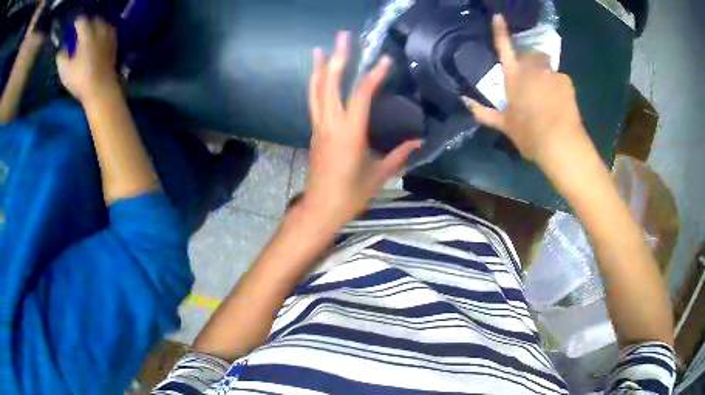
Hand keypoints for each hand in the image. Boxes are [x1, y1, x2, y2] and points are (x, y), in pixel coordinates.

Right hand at [57, 17, 119, 101]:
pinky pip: (110, 32)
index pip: (83, 21)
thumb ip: (61, 58)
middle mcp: (99, 32)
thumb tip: (61, 51)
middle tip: (83, 27)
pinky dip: (105, 31)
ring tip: (92, 31)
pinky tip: (100, 38)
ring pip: (104, 23)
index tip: (75, 23)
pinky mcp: (114, 45)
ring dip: (98, 25)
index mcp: (87, 36)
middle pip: (96, 19)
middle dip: (89, 21)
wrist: (101, 88)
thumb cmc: (80, 79)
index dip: (78, 21)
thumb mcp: (65, 71)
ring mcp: (108, 38)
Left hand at [302, 32, 421, 225]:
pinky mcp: (314, 132)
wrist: (320, 209)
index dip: (373, 75)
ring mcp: (319, 127)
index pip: (361, 96)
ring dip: (320, 68)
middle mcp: (330, 125)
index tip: (384, 59)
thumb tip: (419, 142)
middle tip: (342, 37)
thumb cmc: (351, 194)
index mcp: (349, 134)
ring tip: (321, 49)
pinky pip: (314, 102)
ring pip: (316, 92)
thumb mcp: (379, 175)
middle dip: (337, 58)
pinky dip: (316, 85)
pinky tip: (319, 77)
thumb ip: (399, 155)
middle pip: (330, 84)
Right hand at [464, 15, 590, 169]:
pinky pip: (560, 79)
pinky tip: (561, 104)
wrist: (561, 144)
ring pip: (547, 67)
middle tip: (534, 80)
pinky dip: (559, 87)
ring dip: (546, 75)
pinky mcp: (566, 81)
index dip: (500, 31)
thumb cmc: (529, 134)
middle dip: (532, 61)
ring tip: (549, 97)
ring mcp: (551, 73)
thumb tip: (465, 102)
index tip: (499, 16)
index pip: (503, 47)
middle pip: (531, 54)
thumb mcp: (505, 126)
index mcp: (513, 76)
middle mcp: (531, 69)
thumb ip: (484, 113)